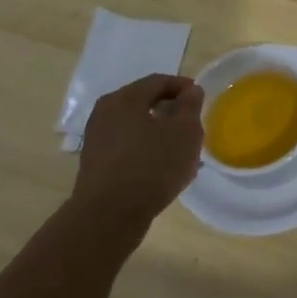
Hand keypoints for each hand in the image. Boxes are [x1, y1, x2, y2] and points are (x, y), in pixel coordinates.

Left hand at [71, 74, 205, 225]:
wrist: (109, 215)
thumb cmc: (152, 166)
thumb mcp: (185, 132)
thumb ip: (190, 106)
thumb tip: (190, 90)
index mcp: (125, 98)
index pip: (159, 81)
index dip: (184, 86)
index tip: (201, 99)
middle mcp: (105, 112)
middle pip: (144, 101)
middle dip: (170, 109)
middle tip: (192, 123)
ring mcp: (96, 138)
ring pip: (135, 125)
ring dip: (158, 131)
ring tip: (179, 148)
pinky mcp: (95, 162)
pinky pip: (126, 145)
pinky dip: (145, 147)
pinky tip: (160, 166)